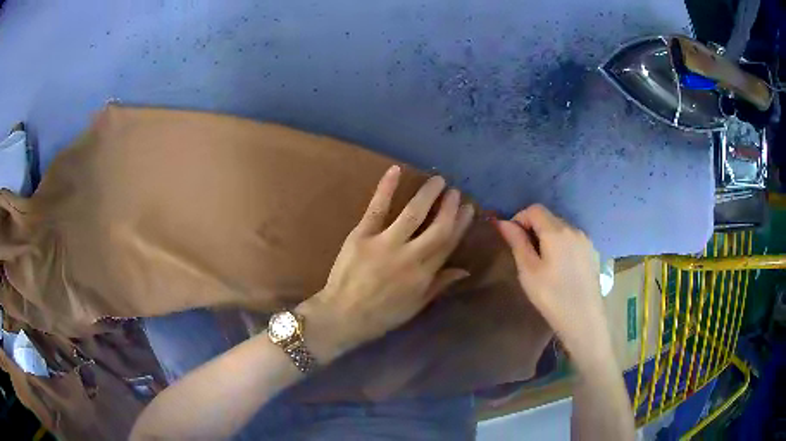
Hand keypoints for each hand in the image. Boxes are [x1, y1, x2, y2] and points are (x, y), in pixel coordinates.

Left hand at [306, 166, 473, 354]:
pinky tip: (396, 170)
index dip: (460, 224)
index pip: (448, 243)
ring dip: (427, 194)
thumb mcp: (416, 305)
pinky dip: (386, 187)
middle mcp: (410, 256)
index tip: (468, 208)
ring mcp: (385, 243)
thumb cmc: (382, 315)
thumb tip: (464, 270)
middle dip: (449, 206)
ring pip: (413, 213)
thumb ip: (440, 285)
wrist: (343, 316)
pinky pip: (377, 208)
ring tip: (437, 180)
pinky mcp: (362, 235)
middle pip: (437, 226)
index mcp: (424, 274)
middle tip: (454, 190)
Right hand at [495, 204, 604, 354]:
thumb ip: (517, 242)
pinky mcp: (593, 253)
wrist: (584, 320)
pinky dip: (562, 245)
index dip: (519, 218)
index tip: (513, 239)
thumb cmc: (552, 297)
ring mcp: (586, 240)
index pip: (534, 209)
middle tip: (525, 254)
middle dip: (534, 228)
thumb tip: (503, 222)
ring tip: (543, 263)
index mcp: (556, 231)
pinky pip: (573, 240)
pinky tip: (561, 268)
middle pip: (549, 217)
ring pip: (562, 228)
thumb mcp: (528, 271)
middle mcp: (574, 229)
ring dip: (548, 237)